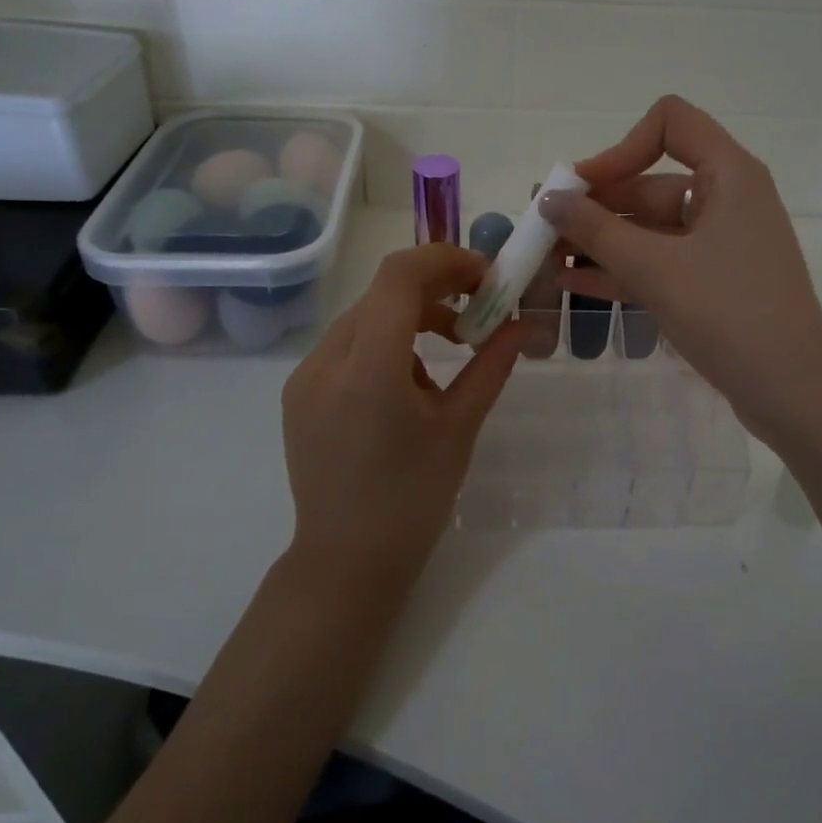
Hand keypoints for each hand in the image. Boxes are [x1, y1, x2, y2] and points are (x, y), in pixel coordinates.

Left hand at [281, 244, 522, 593]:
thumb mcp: (460, 426)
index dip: (446, 260)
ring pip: (364, 317)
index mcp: (367, 370)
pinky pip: (347, 346)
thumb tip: (522, 323)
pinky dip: (385, 344)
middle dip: (436, 288)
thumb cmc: (414, 498)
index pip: (399, 277)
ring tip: (451, 351)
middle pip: (382, 293)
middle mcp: (325, 362)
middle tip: (480, 305)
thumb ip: (491, 365)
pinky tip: (410, 384)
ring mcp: (305, 377)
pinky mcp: (299, 394)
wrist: (347, 562)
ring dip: (411, 317)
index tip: (486, 275)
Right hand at [541, 96, 821, 442]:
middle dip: (595, 206)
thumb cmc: (729, 312)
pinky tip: (574, 284)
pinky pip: (660, 263)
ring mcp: (720, 244)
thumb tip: (548, 199)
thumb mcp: (655, 269)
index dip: (621, 148)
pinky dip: (621, 270)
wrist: (792, 391)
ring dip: (600, 242)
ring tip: (547, 259)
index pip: (671, 123)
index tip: (583, 188)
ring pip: (650, 229)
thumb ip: (597, 231)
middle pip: (650, 183)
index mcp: (728, 175)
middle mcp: (726, 199)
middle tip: (542, 228)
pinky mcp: (714, 283)